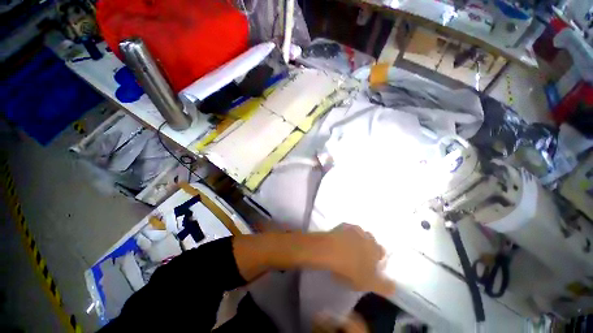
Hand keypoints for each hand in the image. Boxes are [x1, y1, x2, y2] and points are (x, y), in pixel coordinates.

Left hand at [317, 224, 394, 296]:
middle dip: (367, 246)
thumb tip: (394, 287)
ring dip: (356, 238)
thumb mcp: (369, 283)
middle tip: (359, 255)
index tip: (371, 263)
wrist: (331, 250)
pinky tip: (339, 240)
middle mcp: (367, 236)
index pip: (381, 252)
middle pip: (370, 240)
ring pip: (358, 233)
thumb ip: (384, 286)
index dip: (377, 257)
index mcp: (375, 250)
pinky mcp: (342, 225)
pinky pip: (346, 229)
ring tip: (348, 247)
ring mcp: (353, 229)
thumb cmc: (352, 268)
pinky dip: (344, 234)